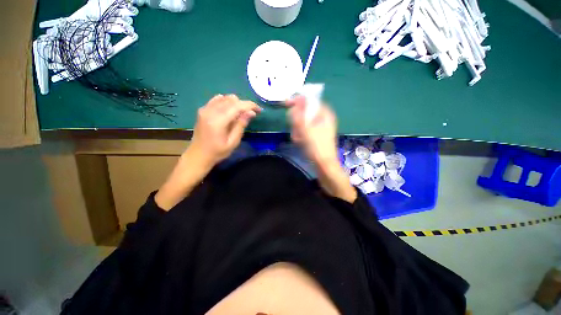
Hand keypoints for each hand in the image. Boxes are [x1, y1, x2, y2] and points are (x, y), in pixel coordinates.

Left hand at [188, 94, 260, 166]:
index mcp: (218, 121)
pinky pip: (217, 99)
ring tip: (241, 114)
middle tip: (251, 114)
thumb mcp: (233, 142)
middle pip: (232, 100)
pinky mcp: (203, 110)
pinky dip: (226, 102)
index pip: (237, 106)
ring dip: (236, 103)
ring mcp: (205, 109)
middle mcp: (210, 111)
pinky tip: (230, 110)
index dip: (250, 105)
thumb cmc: (218, 152)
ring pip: (225, 98)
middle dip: (244, 105)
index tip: (259, 110)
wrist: (198, 155)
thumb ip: (241, 125)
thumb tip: (251, 112)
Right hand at [287, 96, 338, 166]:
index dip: (298, 101)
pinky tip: (300, 142)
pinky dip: (301, 135)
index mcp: (325, 113)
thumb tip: (294, 103)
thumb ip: (298, 115)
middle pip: (305, 113)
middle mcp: (323, 118)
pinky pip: (305, 131)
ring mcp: (319, 127)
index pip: (310, 100)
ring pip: (303, 123)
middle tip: (295, 129)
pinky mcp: (316, 135)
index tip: (287, 104)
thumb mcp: (305, 129)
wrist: (324, 164)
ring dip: (298, 130)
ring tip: (299, 139)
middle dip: (297, 122)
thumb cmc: (317, 146)